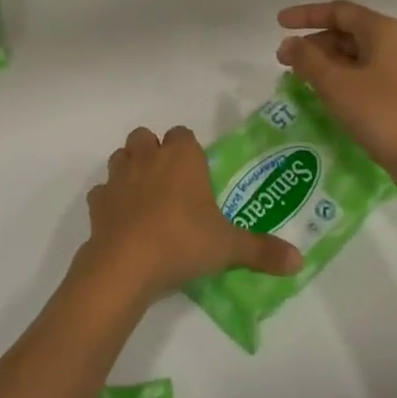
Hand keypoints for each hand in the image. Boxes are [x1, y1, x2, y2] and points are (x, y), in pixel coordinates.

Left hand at [81, 126, 302, 302]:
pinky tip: (122, 220)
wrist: (127, 263)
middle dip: (155, 152)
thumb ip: (262, 250)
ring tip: (146, 197)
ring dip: (130, 169)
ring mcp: (118, 177)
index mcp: (182, 157)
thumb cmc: (183, 242)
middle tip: (171, 184)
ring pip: (121, 156)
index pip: (184, 134)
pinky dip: (110, 200)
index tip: (198, 175)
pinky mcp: (97, 201)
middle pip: (146, 137)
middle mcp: (148, 157)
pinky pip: (102, 192)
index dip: (189, 151)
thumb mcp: (229, 247)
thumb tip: (299, 261)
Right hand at [276, 0, 396, 190]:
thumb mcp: (335, 83)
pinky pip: (366, 73)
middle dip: (314, 42)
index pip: (339, 11)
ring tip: (299, 76)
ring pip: (357, 54)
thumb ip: (307, 59)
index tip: (279, 23)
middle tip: (285, 58)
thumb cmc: (379, 112)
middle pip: (348, 32)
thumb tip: (289, 44)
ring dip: (326, 61)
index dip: (306, 15)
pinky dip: (341, 76)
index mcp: (384, 31)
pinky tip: (325, 92)